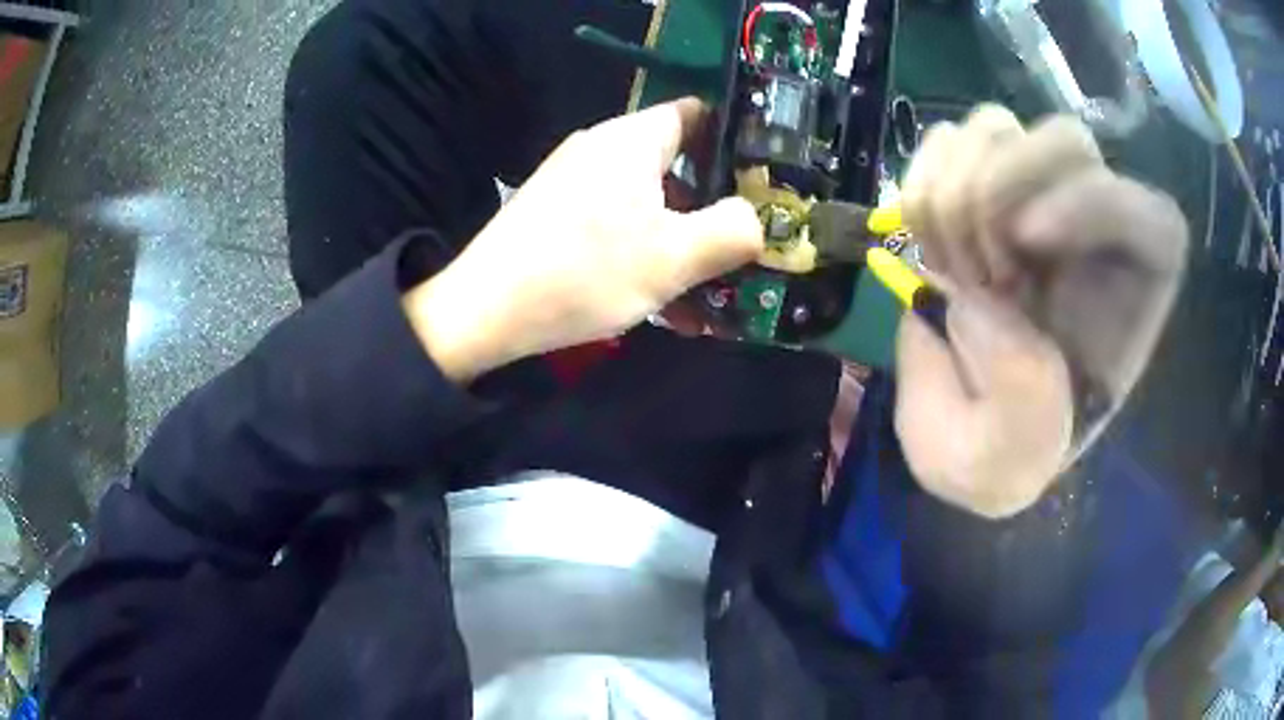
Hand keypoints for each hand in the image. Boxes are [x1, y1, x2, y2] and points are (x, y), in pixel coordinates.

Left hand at [403, 99, 761, 381]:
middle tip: (745, 244)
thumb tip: (756, 219)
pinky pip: (616, 223)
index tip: (766, 182)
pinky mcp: (558, 214)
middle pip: (676, 163)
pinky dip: (644, 253)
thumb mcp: (674, 257)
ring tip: (710, 290)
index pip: (697, 113)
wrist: (485, 311)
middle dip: (713, 206)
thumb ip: (732, 231)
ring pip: (648, 202)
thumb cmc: (585, 272)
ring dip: (681, 241)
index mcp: (632, 139)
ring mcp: (576, 181)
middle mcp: (602, 149)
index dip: (736, 142)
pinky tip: (663, 302)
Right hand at [897, 105, 1186, 517]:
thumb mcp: (1011, 470)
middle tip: (980, 275)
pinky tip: (925, 243)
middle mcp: (1094, 235)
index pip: (1150, 220)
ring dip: (952, 194)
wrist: (961, 419)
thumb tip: (993, 310)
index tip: (1023, 244)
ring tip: (952, 270)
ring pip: (997, 127)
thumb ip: (1024, 417)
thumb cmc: (1000, 452)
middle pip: (1067, 142)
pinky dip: (919, 183)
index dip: (1093, 205)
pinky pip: (945, 139)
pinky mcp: (978, 186)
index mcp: (1131, 308)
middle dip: (1001, 194)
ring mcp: (1034, 199)